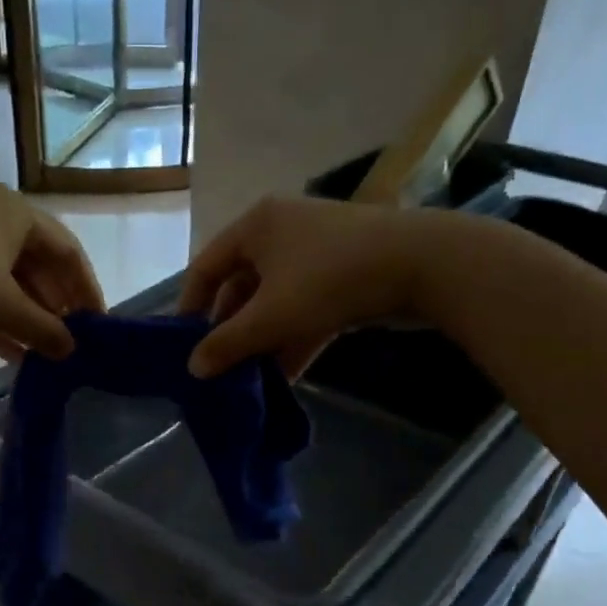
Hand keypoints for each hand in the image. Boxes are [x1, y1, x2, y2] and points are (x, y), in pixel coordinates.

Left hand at [0, 185, 104, 359]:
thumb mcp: (3, 306)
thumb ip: (44, 330)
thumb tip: (73, 350)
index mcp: (17, 214)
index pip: (68, 252)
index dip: (87, 290)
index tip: (98, 326)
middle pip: (39, 267)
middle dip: (56, 307)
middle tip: (71, 344)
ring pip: (8, 283)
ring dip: (27, 319)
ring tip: (46, 356)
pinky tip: (12, 354)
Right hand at [179, 197, 453, 377]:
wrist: (423, 265)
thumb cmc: (330, 280)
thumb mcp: (271, 316)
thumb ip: (228, 344)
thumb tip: (193, 369)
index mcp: (255, 226)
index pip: (206, 267)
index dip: (189, 307)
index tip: (183, 345)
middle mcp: (281, 231)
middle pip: (241, 285)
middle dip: (231, 330)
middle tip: (220, 368)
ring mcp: (316, 251)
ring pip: (275, 300)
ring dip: (262, 339)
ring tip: (248, 379)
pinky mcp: (345, 273)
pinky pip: (306, 306)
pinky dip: (293, 336)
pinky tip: (285, 376)